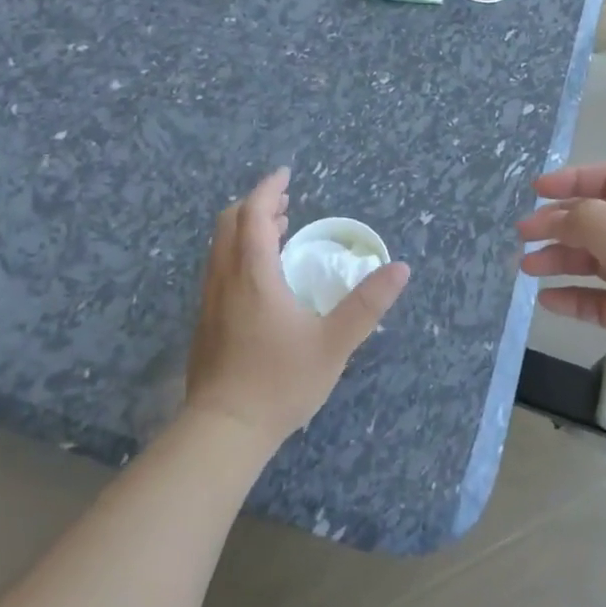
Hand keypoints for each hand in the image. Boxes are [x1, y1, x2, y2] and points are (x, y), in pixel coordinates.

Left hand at [187, 168, 410, 448]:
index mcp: (253, 275)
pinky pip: (219, 268)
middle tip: (286, 204)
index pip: (253, 214)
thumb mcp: (334, 344)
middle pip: (230, 223)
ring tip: (276, 232)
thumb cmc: (280, 382)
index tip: (286, 174)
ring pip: (220, 247)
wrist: (223, 432)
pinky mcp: (205, 322)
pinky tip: (261, 278)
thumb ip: (367, 304)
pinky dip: (238, 252)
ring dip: (245, 229)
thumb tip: (400, 268)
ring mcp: (210, 301)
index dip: (268, 189)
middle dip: (256, 205)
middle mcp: (225, 279)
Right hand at [519, 162, 605, 444]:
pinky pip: (596, 301)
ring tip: (526, 267)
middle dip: (558, 222)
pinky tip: (547, 301)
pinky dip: (570, 297)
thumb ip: (597, 224)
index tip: (535, 191)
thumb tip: (557, 215)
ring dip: (559, 259)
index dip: (574, 179)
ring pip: (592, 261)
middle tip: (521, 235)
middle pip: (596, 220)